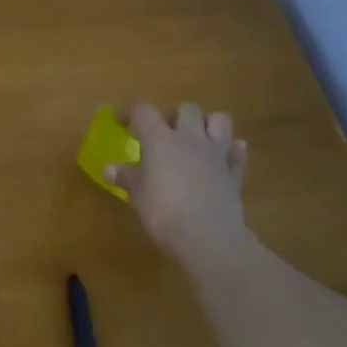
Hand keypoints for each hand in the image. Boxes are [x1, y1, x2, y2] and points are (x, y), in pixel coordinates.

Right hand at [107, 103, 251, 272]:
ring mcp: (216, 154)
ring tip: (196, 138)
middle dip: (174, 116)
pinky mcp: (234, 174)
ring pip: (220, 120)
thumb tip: (109, 168)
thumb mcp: (137, 196)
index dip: (130, 113)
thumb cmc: (164, 213)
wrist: (208, 238)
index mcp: (160, 139)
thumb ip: (126, 177)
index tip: (121, 122)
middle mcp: (190, 138)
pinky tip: (223, 156)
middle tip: (164, 134)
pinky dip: (232, 150)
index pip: (143, 111)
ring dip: (208, 124)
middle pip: (186, 108)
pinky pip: (237, 153)